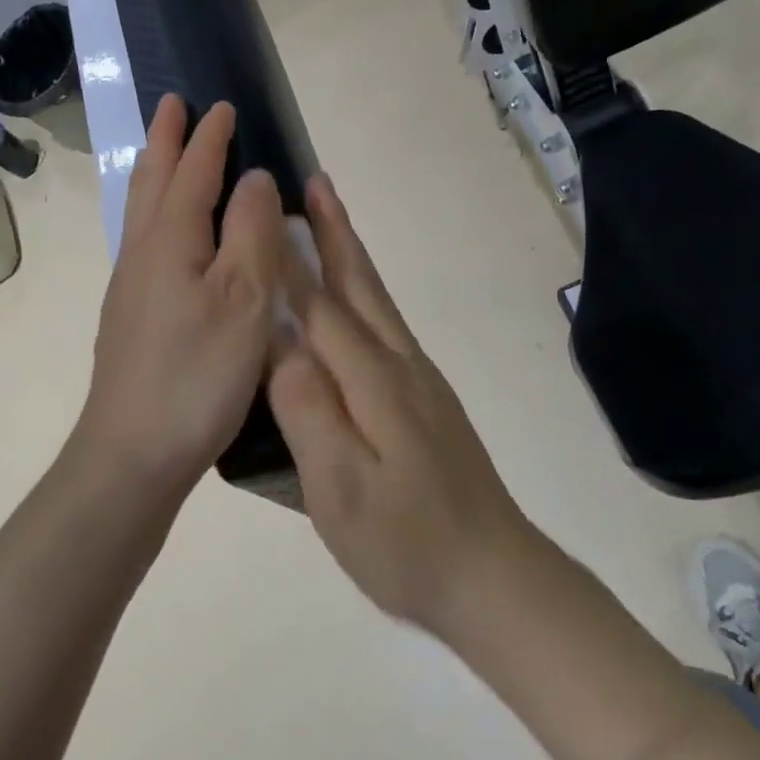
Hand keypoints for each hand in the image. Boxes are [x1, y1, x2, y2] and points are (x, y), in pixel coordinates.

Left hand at [72, 95, 286, 504]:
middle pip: (153, 180)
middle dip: (167, 139)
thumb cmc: (197, 374)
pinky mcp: (131, 314)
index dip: (210, 138)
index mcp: (172, 239)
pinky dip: (154, 210)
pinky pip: (143, 238)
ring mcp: (131, 285)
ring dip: (155, 171)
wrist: (132, 452)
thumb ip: (251, 232)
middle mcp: (143, 252)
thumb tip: (254, 178)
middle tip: (172, 104)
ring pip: (141, 209)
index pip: (194, 171)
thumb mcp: (243, 299)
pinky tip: (163, 230)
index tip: (221, 105)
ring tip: (163, 150)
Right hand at [268, 174, 534, 635]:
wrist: (494, 577)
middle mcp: (400, 365)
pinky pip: (387, 327)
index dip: (288, 260)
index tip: (265, 210)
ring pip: (378, 302)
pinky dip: (366, 294)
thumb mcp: (341, 490)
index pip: (320, 307)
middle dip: (335, 232)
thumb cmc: (406, 542)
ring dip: (352, 256)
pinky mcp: (429, 400)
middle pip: (361, 286)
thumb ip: (308, 412)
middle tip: (314, 182)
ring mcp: (421, 381)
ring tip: (330, 222)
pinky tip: (355, 302)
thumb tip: (278, 345)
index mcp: (374, 381)